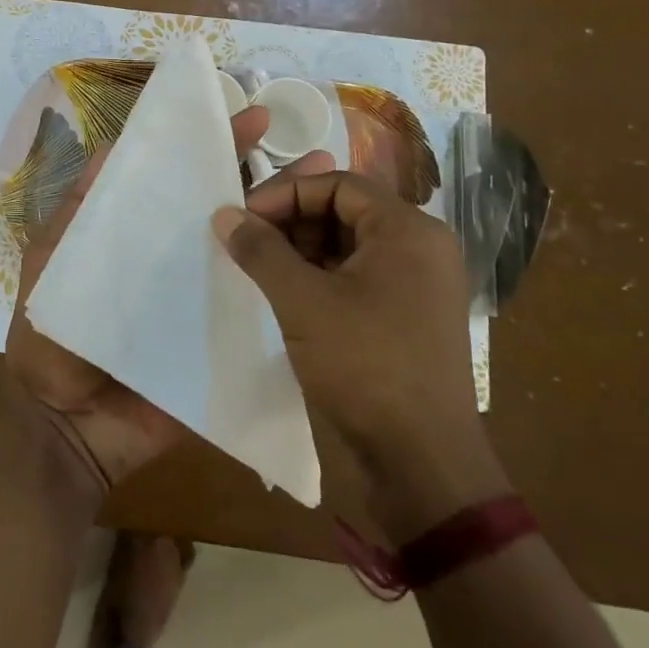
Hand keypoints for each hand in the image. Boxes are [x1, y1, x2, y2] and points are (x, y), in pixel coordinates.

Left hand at [6, 104, 332, 491]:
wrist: (65, 428)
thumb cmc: (49, 340)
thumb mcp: (51, 263)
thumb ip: (78, 212)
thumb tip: (109, 147)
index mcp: (144, 237)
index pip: (184, 181)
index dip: (214, 148)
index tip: (250, 116)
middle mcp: (181, 263)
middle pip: (231, 214)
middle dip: (272, 181)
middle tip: (317, 154)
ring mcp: (207, 305)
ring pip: (257, 258)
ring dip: (294, 226)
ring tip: (336, 195)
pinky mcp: (225, 347)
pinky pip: (262, 317)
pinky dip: (295, 293)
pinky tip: (334, 269)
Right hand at [213, 171, 509, 539]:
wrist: (423, 462)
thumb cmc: (365, 367)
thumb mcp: (303, 303)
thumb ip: (262, 251)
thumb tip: (225, 214)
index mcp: (408, 230)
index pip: (338, 184)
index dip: (285, 193)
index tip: (243, 218)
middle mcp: (421, 248)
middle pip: (346, 211)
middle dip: (292, 222)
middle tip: (248, 245)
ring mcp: (419, 285)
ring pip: (351, 246)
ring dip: (303, 251)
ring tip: (262, 272)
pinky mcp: (409, 318)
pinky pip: (360, 278)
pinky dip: (322, 279)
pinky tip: (289, 298)